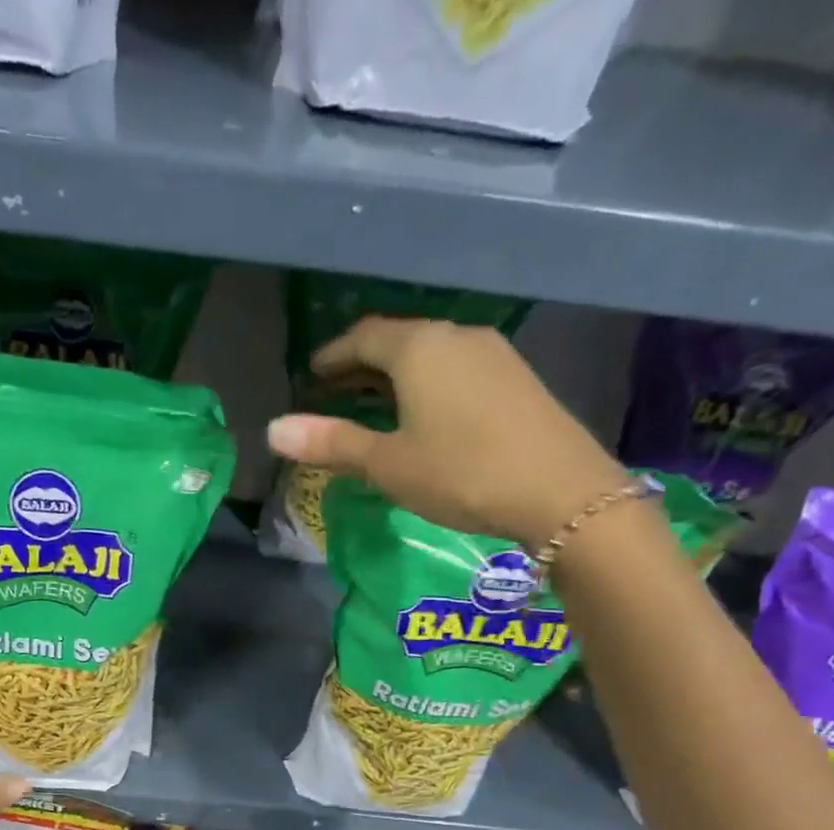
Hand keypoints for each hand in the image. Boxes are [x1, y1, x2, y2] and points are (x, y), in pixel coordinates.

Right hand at [266, 318, 628, 545]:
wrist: (560, 490)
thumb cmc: (461, 473)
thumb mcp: (388, 463)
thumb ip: (333, 443)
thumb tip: (274, 429)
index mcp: (419, 348)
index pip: (364, 337)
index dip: (333, 355)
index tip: (311, 374)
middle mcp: (456, 336)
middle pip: (399, 341)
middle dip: (362, 364)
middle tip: (333, 391)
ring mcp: (492, 354)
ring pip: (430, 355)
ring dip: (396, 376)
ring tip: (372, 404)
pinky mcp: (515, 378)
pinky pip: (456, 369)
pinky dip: (427, 385)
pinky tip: (423, 414)